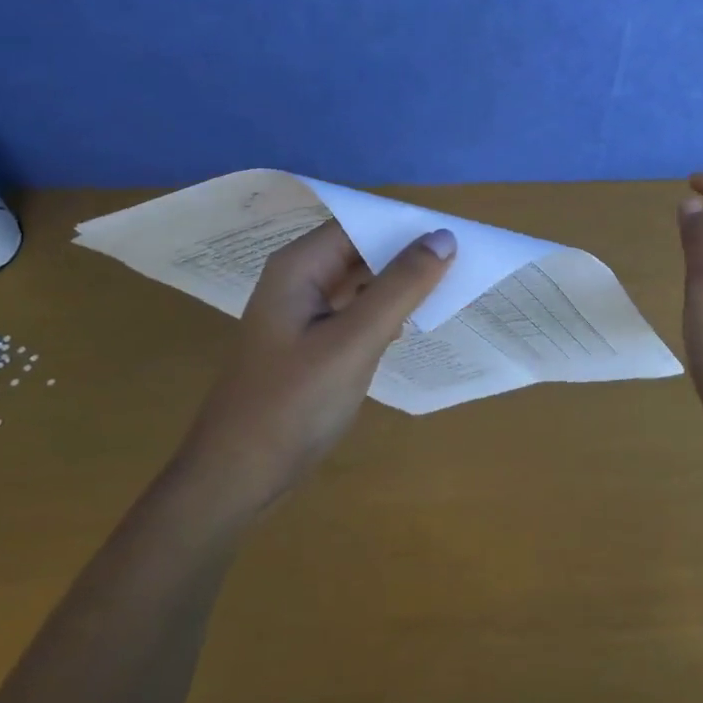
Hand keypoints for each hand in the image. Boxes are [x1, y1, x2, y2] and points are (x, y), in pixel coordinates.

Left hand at [182, 219, 455, 501]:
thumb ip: (401, 286)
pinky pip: (357, 310)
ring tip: (452, 284)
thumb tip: (444, 237)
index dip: (407, 225)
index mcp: (298, 267)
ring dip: (401, 283)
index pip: (360, 224)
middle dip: (408, 253)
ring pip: (362, 281)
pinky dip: (387, 310)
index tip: (457, 234)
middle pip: (361, 249)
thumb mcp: (354, 341)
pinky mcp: (313, 342)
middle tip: (464, 260)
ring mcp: (304, 313)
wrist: (238, 478)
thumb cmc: (292, 404)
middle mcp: (299, 280)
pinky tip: (417, 320)